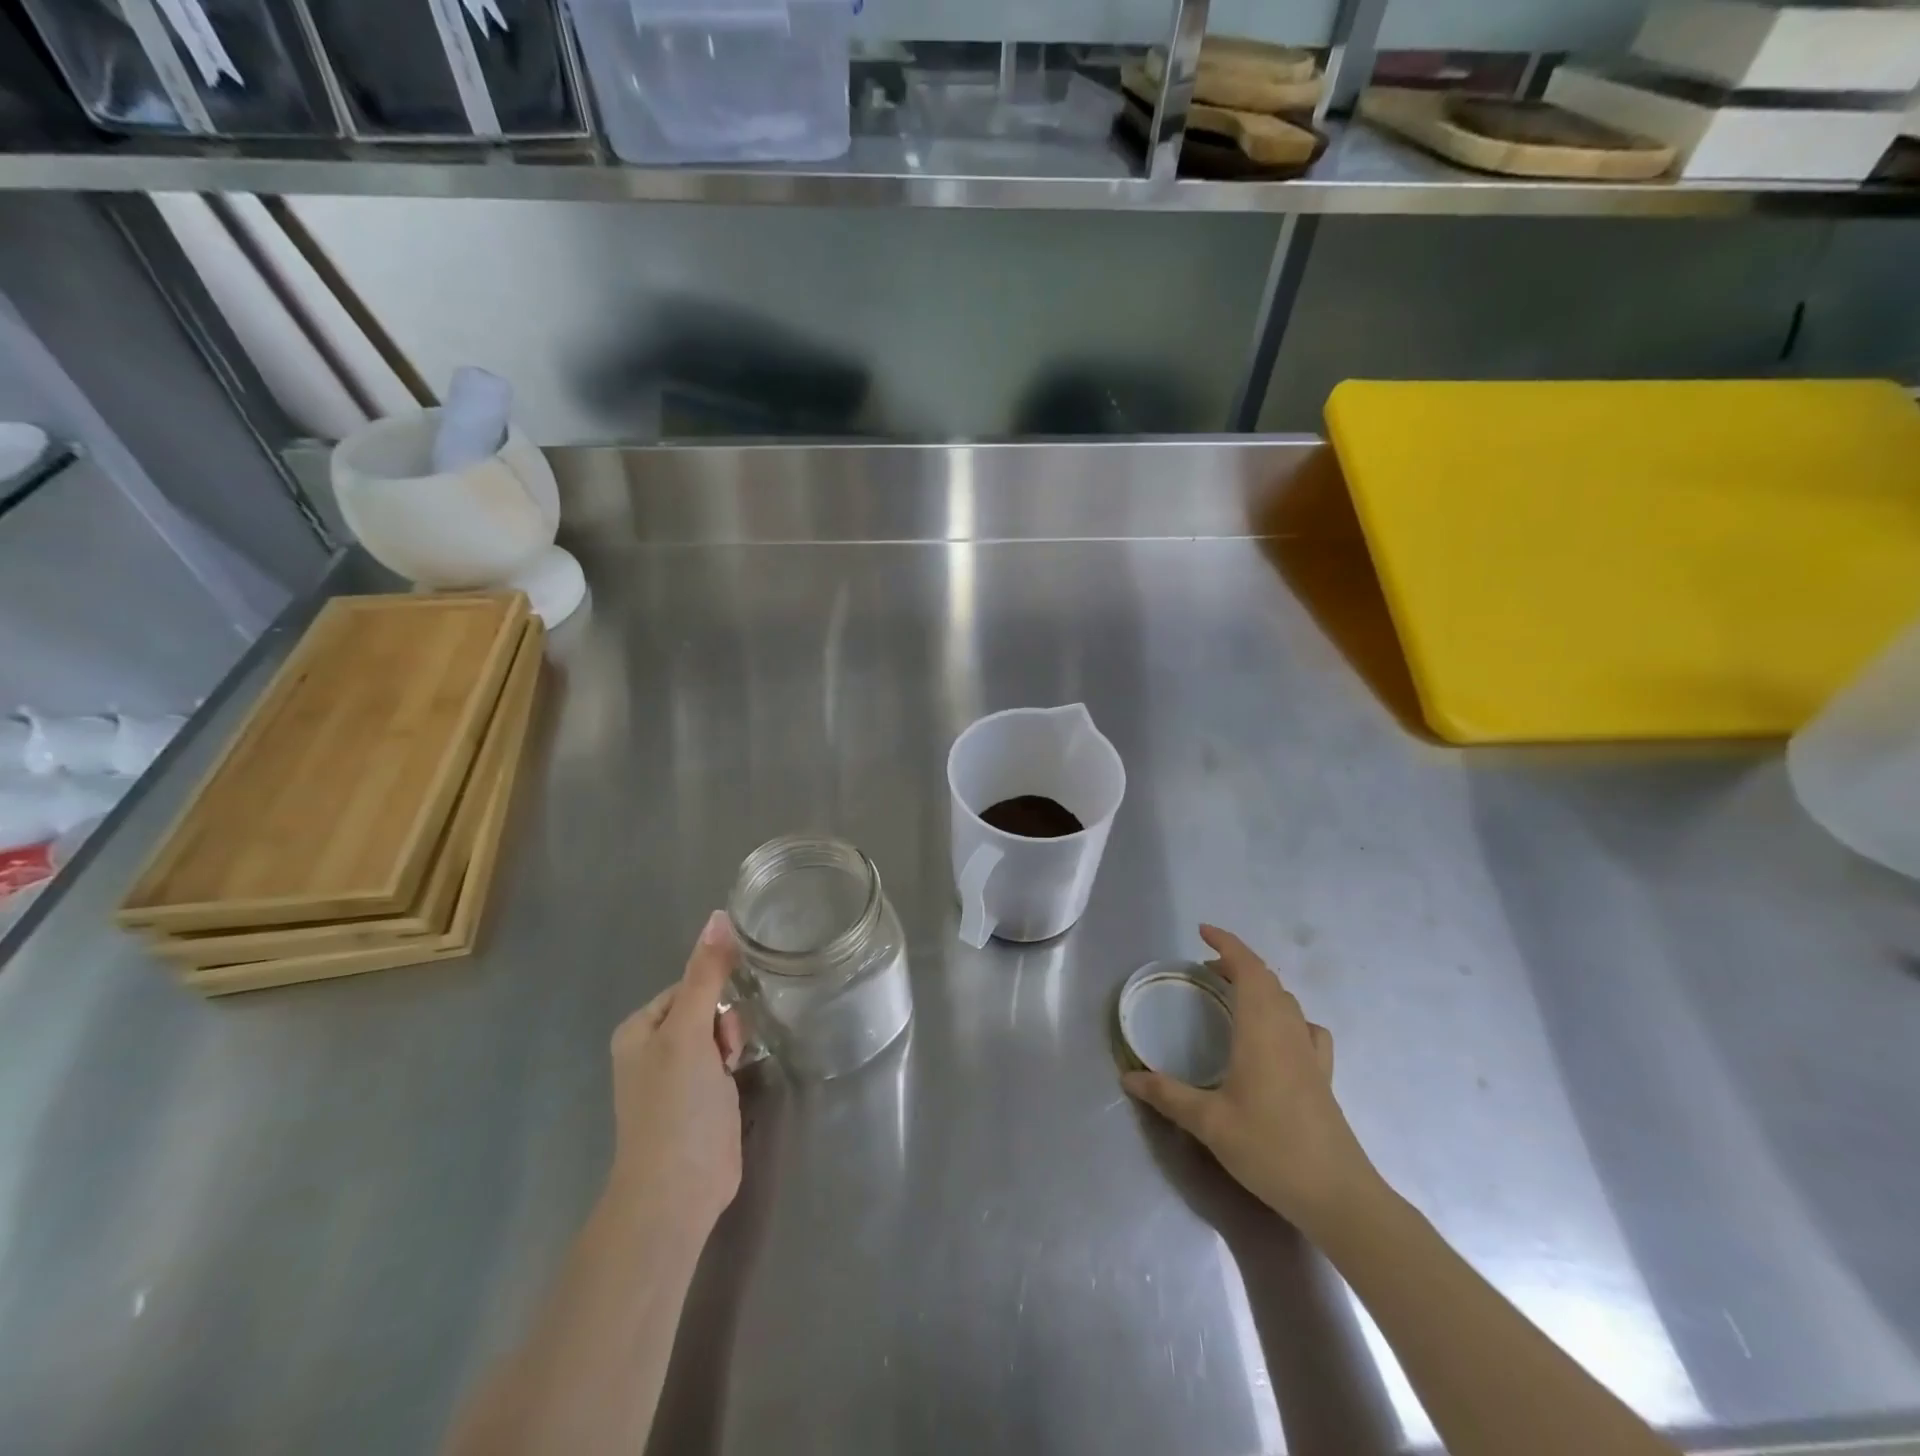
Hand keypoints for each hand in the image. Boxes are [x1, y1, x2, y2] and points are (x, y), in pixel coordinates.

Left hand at [608, 911, 745, 1233]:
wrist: (677, 1193)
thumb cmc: (676, 1107)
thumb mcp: (689, 1033)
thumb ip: (706, 974)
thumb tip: (719, 916)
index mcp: (640, 1028)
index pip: (690, 984)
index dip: (714, 997)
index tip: (720, 1026)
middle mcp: (655, 1047)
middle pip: (708, 1006)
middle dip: (725, 1023)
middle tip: (726, 1054)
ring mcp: (678, 1076)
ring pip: (720, 1032)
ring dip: (732, 1044)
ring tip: (731, 1072)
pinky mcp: (701, 1098)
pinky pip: (724, 1060)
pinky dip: (735, 1063)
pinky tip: (738, 1080)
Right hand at [1123, 924, 1384, 1236]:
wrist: (1338, 1195)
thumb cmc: (1271, 1149)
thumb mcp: (1210, 1123)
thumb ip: (1168, 1096)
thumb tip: (1128, 1077)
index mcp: (1262, 1030)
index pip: (1248, 969)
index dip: (1227, 944)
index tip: (1203, 931)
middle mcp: (1289, 1031)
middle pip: (1268, 980)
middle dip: (1237, 963)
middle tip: (1205, 969)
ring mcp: (1311, 1053)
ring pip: (1287, 1001)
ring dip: (1260, 986)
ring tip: (1233, 996)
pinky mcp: (1323, 1076)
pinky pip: (1306, 1028)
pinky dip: (1286, 1016)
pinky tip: (1278, 1036)